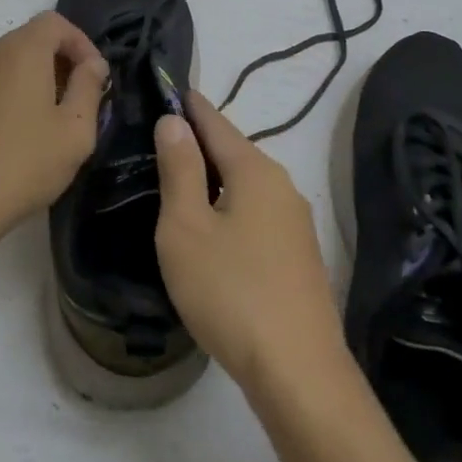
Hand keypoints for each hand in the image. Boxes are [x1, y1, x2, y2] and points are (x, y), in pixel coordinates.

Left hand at [0, 11, 107, 248]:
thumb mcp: (76, 130)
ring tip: (53, 118)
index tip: (96, 78)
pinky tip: (20, 132)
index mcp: (21, 51)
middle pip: (32, 39)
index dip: (81, 43)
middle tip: (80, 99)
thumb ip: (89, 87)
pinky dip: (13, 92)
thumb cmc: (25, 163)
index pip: (55, 22)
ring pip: (10, 61)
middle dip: (61, 61)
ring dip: (37, 77)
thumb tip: (93, 64)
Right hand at [153, 92, 347, 396]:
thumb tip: (174, 121)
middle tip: (163, 138)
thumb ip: (179, 169)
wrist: (298, 372)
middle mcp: (282, 185)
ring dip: (215, 177)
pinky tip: (214, 228)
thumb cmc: (230, 291)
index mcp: (254, 170)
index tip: (168, 89)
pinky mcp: (299, 255)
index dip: (190, 106)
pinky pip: (257, 213)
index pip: (215, 122)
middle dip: (200, 142)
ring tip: (181, 180)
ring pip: (246, 184)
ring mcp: (296, 222)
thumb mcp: (186, 227)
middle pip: (233, 151)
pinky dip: (231, 206)